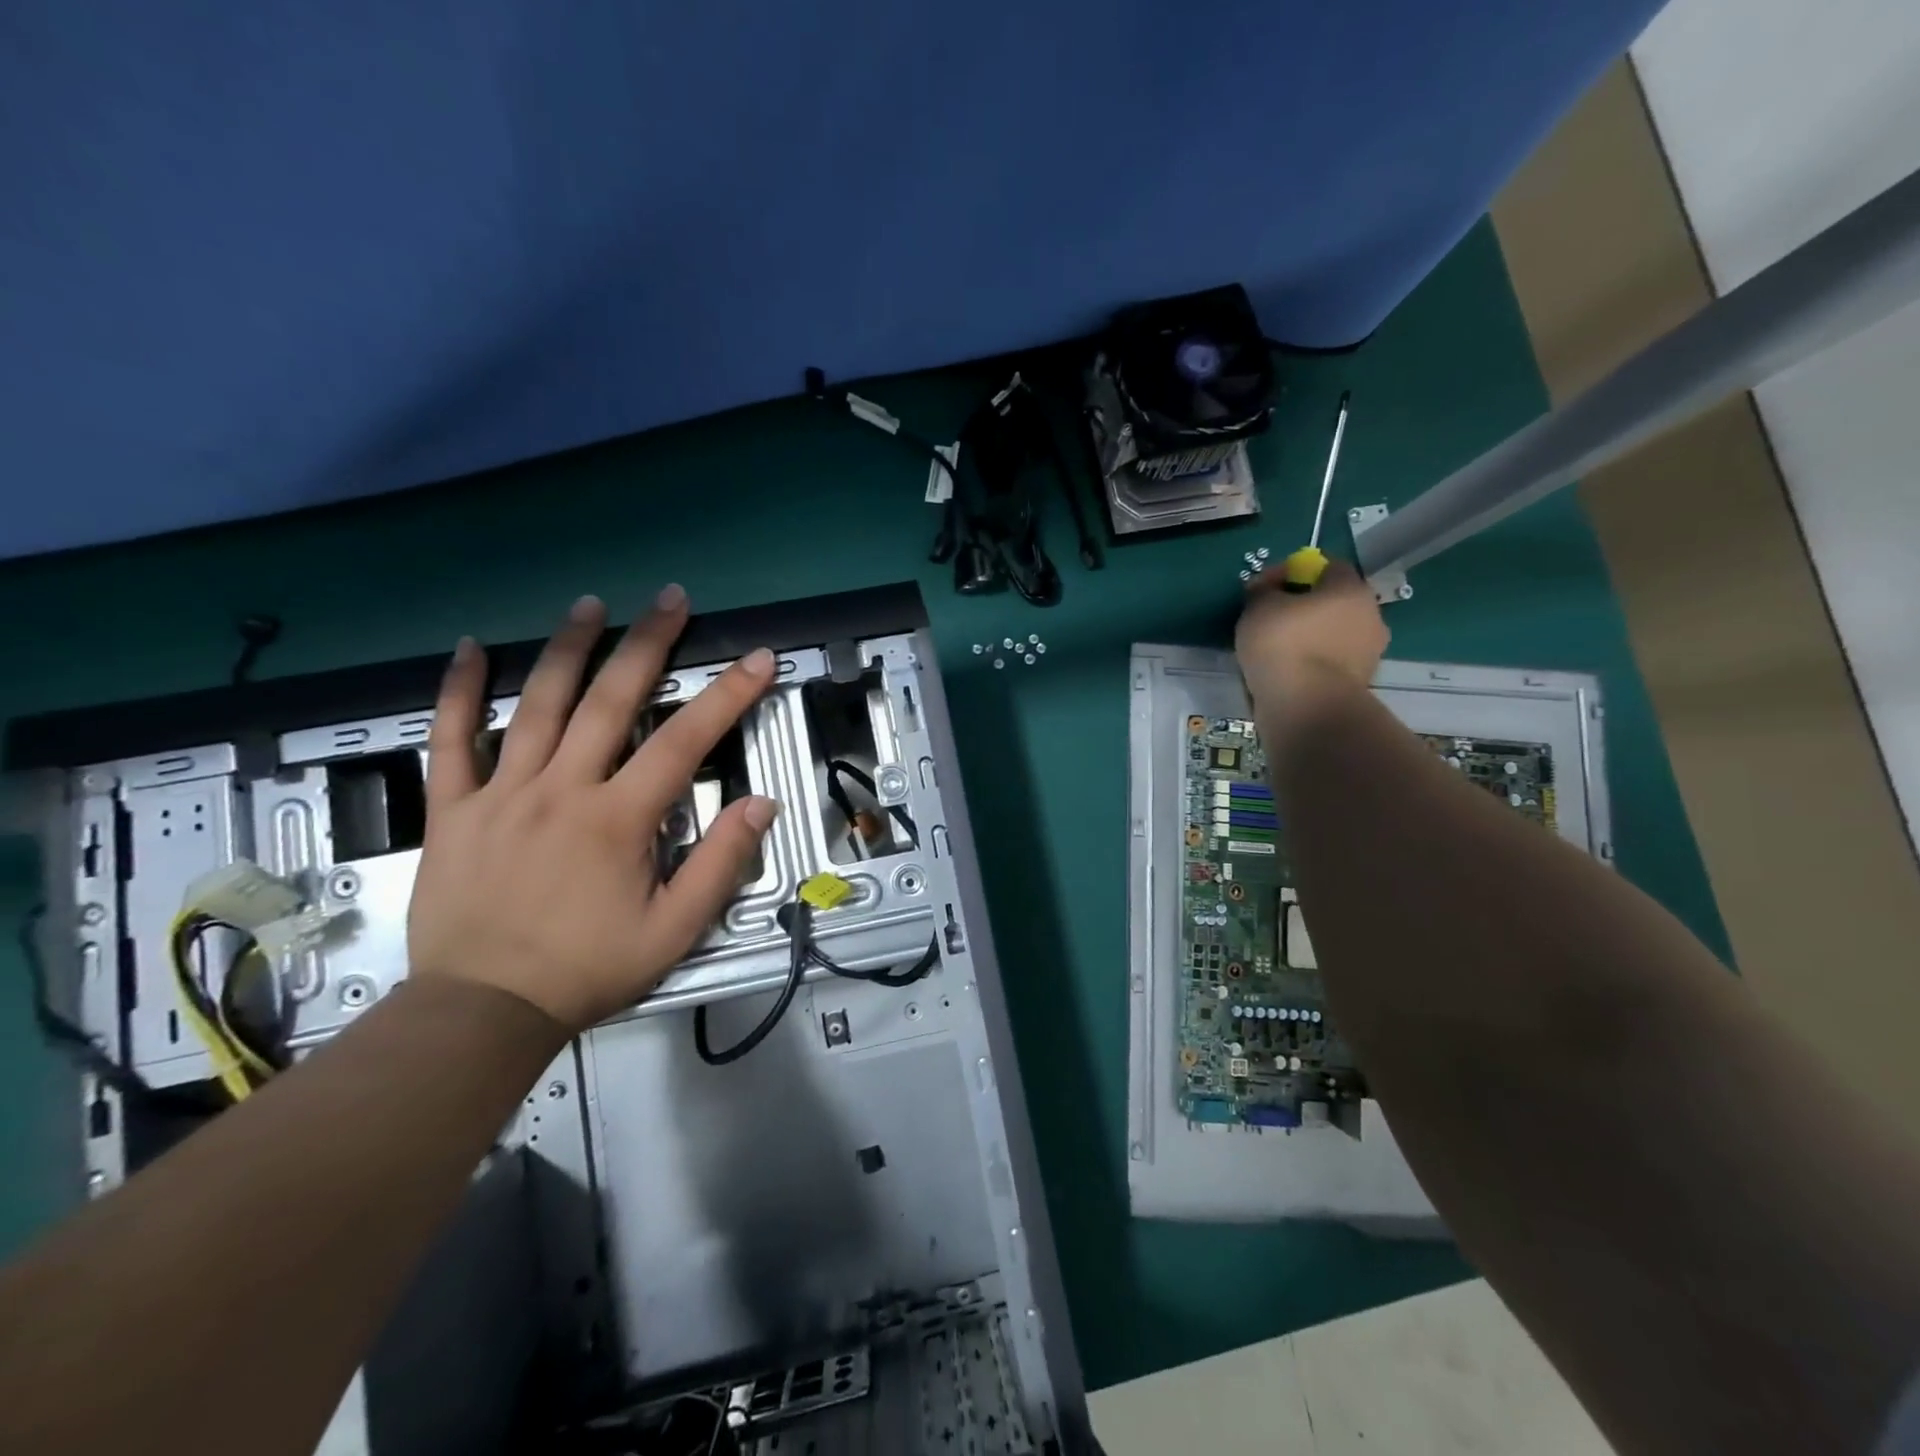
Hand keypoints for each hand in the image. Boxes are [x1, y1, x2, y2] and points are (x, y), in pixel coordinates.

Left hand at [407, 587, 780, 1032]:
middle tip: (670, 598)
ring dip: (567, 648)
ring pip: (537, 704)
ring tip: (591, 604)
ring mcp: (501, 793)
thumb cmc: (587, 969)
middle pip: (610, 700)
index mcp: (619, 819)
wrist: (482, 1011)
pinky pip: (450, 739)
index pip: (685, 741)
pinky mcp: (453, 808)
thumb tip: (761, 805)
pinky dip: (458, 691)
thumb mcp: (674, 930)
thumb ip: (720, 864)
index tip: (757, 659)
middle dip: (647, 643)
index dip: (727, 695)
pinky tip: (469, 649)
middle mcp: (562, 790)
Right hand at [1235, 559, 1388, 710]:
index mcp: (1351, 588)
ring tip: (1275, 650)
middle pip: (1333, 602)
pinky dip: (1311, 663)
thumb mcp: (1258, 607)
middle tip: (1270, 618)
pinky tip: (1287, 672)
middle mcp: (1370, 615)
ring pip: (1332, 634)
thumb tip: (1267, 589)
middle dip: (1304, 606)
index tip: (1267, 586)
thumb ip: (1263, 591)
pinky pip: (1329, 663)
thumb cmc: (1284, 644)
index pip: (1328, 566)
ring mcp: (1368, 653)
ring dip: (1309, 637)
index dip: (1295, 571)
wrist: (1307, 707)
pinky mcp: (1358, 683)